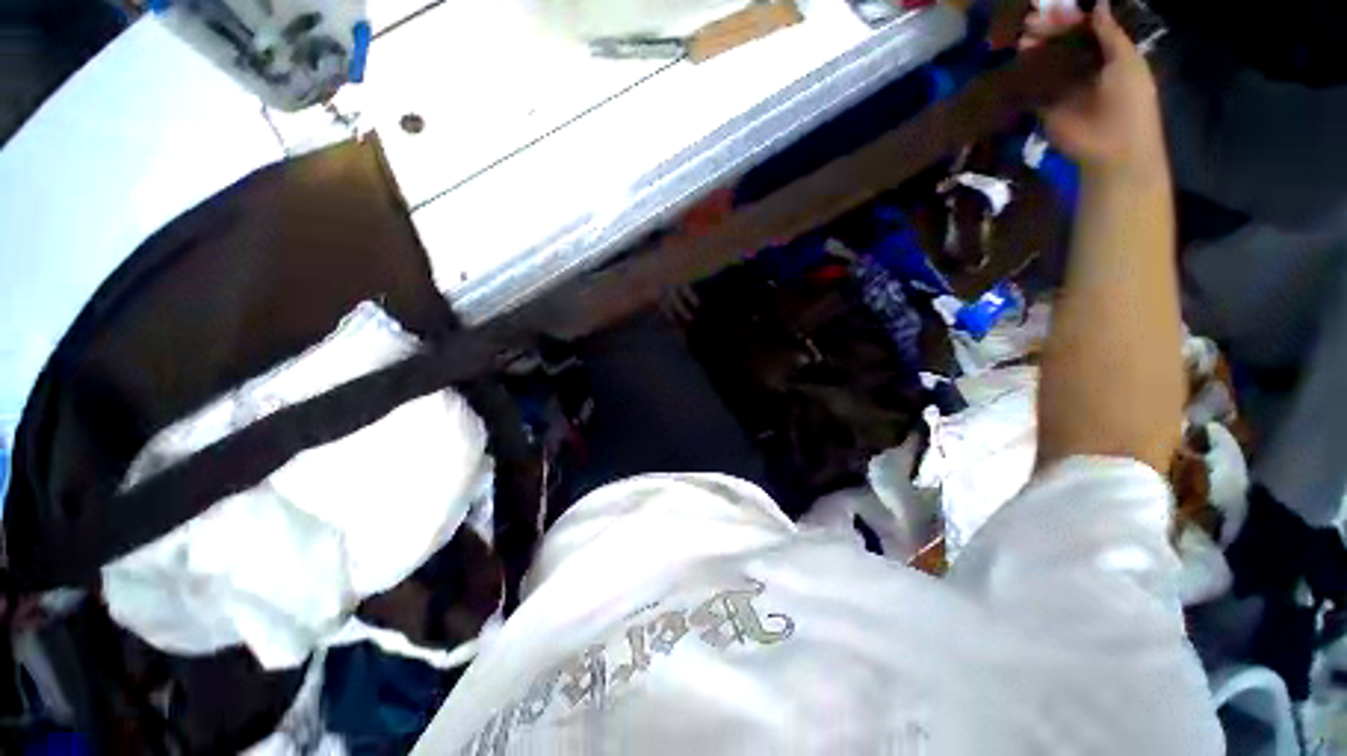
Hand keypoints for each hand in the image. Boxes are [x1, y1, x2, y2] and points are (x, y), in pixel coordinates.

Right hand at [1021, 1, 1166, 177]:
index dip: (1071, 17)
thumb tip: (1098, 3)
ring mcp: (1062, 88)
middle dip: (1049, 30)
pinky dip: (1024, 73)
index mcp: (1106, 55)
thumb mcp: (1126, 60)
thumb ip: (1110, 33)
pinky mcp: (1044, 107)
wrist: (1112, 146)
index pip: (1085, 30)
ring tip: (1023, 35)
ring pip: (1045, 62)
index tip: (1055, 6)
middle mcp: (1082, 68)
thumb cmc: (1130, 100)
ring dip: (1034, 48)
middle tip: (1032, 19)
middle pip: (1062, 44)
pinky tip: (1018, 59)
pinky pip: (1032, 87)